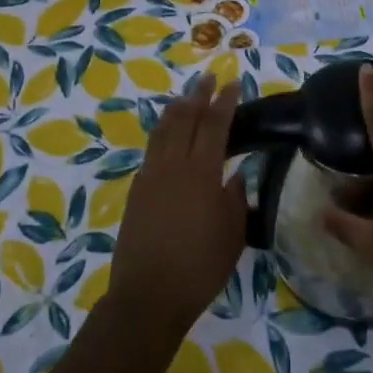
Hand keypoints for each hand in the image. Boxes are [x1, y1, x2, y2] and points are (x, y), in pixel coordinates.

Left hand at [106, 76, 246, 333]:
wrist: (149, 294)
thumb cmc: (201, 266)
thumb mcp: (232, 233)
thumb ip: (236, 197)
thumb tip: (237, 174)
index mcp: (201, 172)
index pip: (215, 125)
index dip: (225, 102)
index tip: (233, 82)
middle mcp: (173, 165)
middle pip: (185, 119)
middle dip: (198, 96)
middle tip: (208, 78)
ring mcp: (150, 176)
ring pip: (162, 131)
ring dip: (175, 110)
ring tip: (185, 98)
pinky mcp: (136, 191)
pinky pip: (151, 151)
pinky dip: (161, 134)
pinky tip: (166, 137)